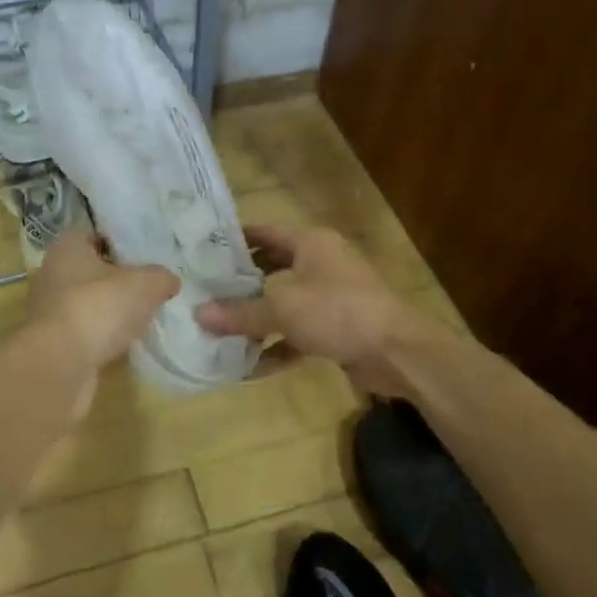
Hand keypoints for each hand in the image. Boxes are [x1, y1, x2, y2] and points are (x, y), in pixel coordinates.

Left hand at [25, 229, 180, 374]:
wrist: (60, 364)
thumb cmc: (98, 307)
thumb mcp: (144, 284)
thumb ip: (160, 277)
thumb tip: (169, 280)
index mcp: (67, 248)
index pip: (95, 235)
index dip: (120, 242)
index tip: (146, 255)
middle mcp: (52, 274)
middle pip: (91, 270)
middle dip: (118, 279)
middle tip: (149, 287)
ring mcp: (49, 310)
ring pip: (88, 302)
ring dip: (110, 310)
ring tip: (142, 317)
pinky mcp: (52, 342)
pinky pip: (84, 331)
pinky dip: (102, 336)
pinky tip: (125, 343)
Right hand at [195, 224, 419, 392]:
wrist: (398, 351)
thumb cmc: (338, 312)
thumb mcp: (283, 309)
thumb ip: (240, 313)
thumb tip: (198, 315)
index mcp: (311, 243)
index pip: (265, 232)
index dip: (235, 240)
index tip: (204, 250)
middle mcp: (321, 263)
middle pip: (273, 267)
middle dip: (242, 282)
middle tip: (208, 292)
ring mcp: (331, 296)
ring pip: (285, 302)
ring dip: (258, 317)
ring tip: (221, 329)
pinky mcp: (338, 327)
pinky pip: (299, 330)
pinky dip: (278, 344)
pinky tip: (252, 364)